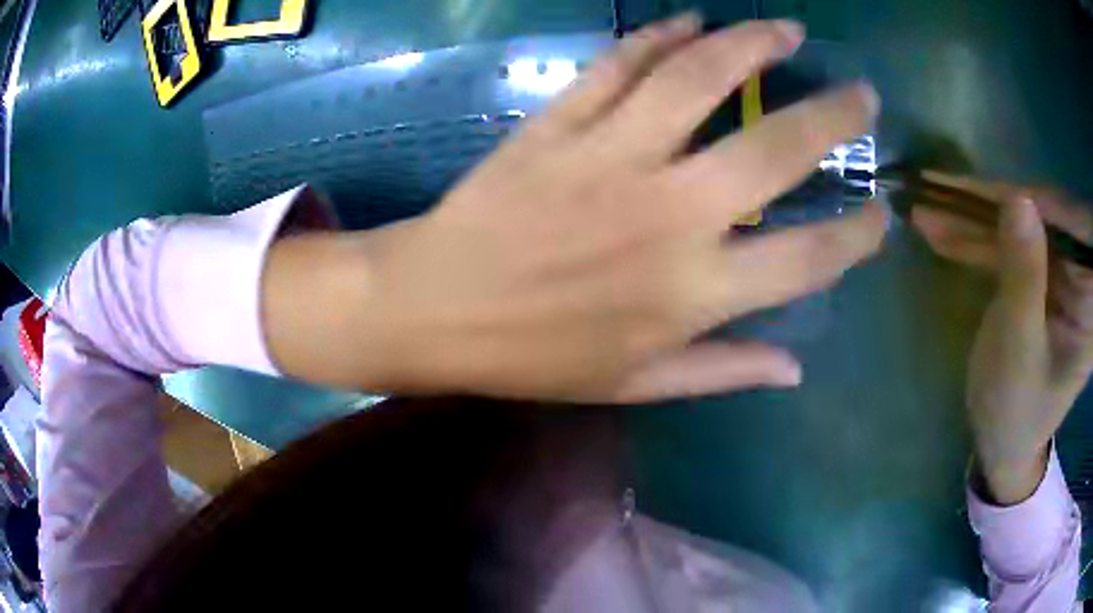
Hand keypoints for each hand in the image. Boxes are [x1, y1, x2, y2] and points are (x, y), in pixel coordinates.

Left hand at [265, 15, 884, 402]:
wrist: (434, 309)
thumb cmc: (533, 356)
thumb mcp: (634, 383)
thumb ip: (722, 371)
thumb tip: (796, 368)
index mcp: (692, 293)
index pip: (808, 259)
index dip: (855, 237)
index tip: (882, 213)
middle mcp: (668, 214)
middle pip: (775, 149)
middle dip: (834, 118)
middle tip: (863, 96)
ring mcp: (611, 157)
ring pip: (699, 79)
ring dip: (752, 45)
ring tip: (787, 31)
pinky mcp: (559, 124)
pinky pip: (618, 65)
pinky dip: (658, 36)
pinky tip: (692, 21)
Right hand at [911, 173, 1092, 503]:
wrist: (1005, 444)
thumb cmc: (1017, 413)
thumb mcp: (1021, 350)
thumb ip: (1025, 276)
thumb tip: (1017, 198)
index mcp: (1088, 294)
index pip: (1060, 223)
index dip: (1018, 199)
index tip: (970, 184)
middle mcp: (1078, 273)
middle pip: (1037, 220)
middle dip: (987, 206)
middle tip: (936, 190)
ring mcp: (1058, 273)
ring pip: (1018, 229)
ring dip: (973, 219)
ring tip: (927, 206)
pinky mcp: (1039, 277)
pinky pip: (1009, 247)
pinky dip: (976, 238)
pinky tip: (942, 229)